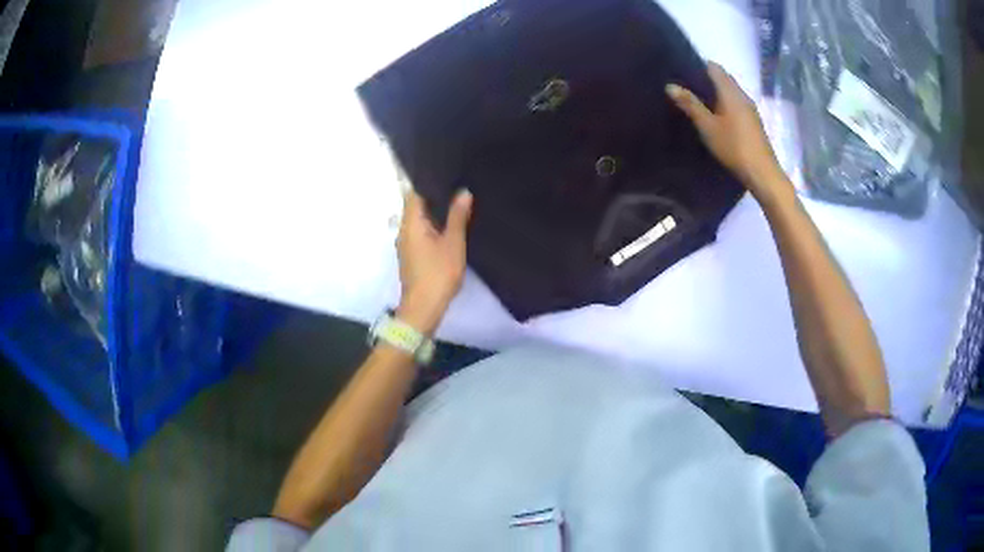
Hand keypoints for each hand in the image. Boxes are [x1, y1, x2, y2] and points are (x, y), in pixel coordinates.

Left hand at [395, 189, 472, 333]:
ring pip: (418, 220)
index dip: (427, 181)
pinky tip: (449, 226)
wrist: (423, 308)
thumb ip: (457, 217)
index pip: (413, 193)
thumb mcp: (453, 243)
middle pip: (415, 205)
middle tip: (456, 185)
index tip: (444, 173)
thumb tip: (463, 192)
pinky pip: (420, 232)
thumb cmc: (438, 273)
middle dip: (433, 196)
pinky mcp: (411, 255)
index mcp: (411, 223)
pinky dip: (432, 226)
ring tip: (456, 202)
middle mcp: (404, 229)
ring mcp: (406, 243)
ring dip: (434, 212)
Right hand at [666, 62, 790, 202]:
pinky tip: (716, 116)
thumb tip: (670, 85)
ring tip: (698, 100)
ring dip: (716, 93)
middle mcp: (742, 95)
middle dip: (707, 79)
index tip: (683, 70)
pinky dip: (725, 104)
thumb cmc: (734, 146)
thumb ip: (690, 104)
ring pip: (730, 92)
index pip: (715, 68)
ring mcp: (750, 109)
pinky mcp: (753, 122)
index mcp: (731, 92)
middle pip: (724, 79)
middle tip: (687, 86)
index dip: (699, 66)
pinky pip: (736, 104)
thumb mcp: (707, 126)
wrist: (762, 173)